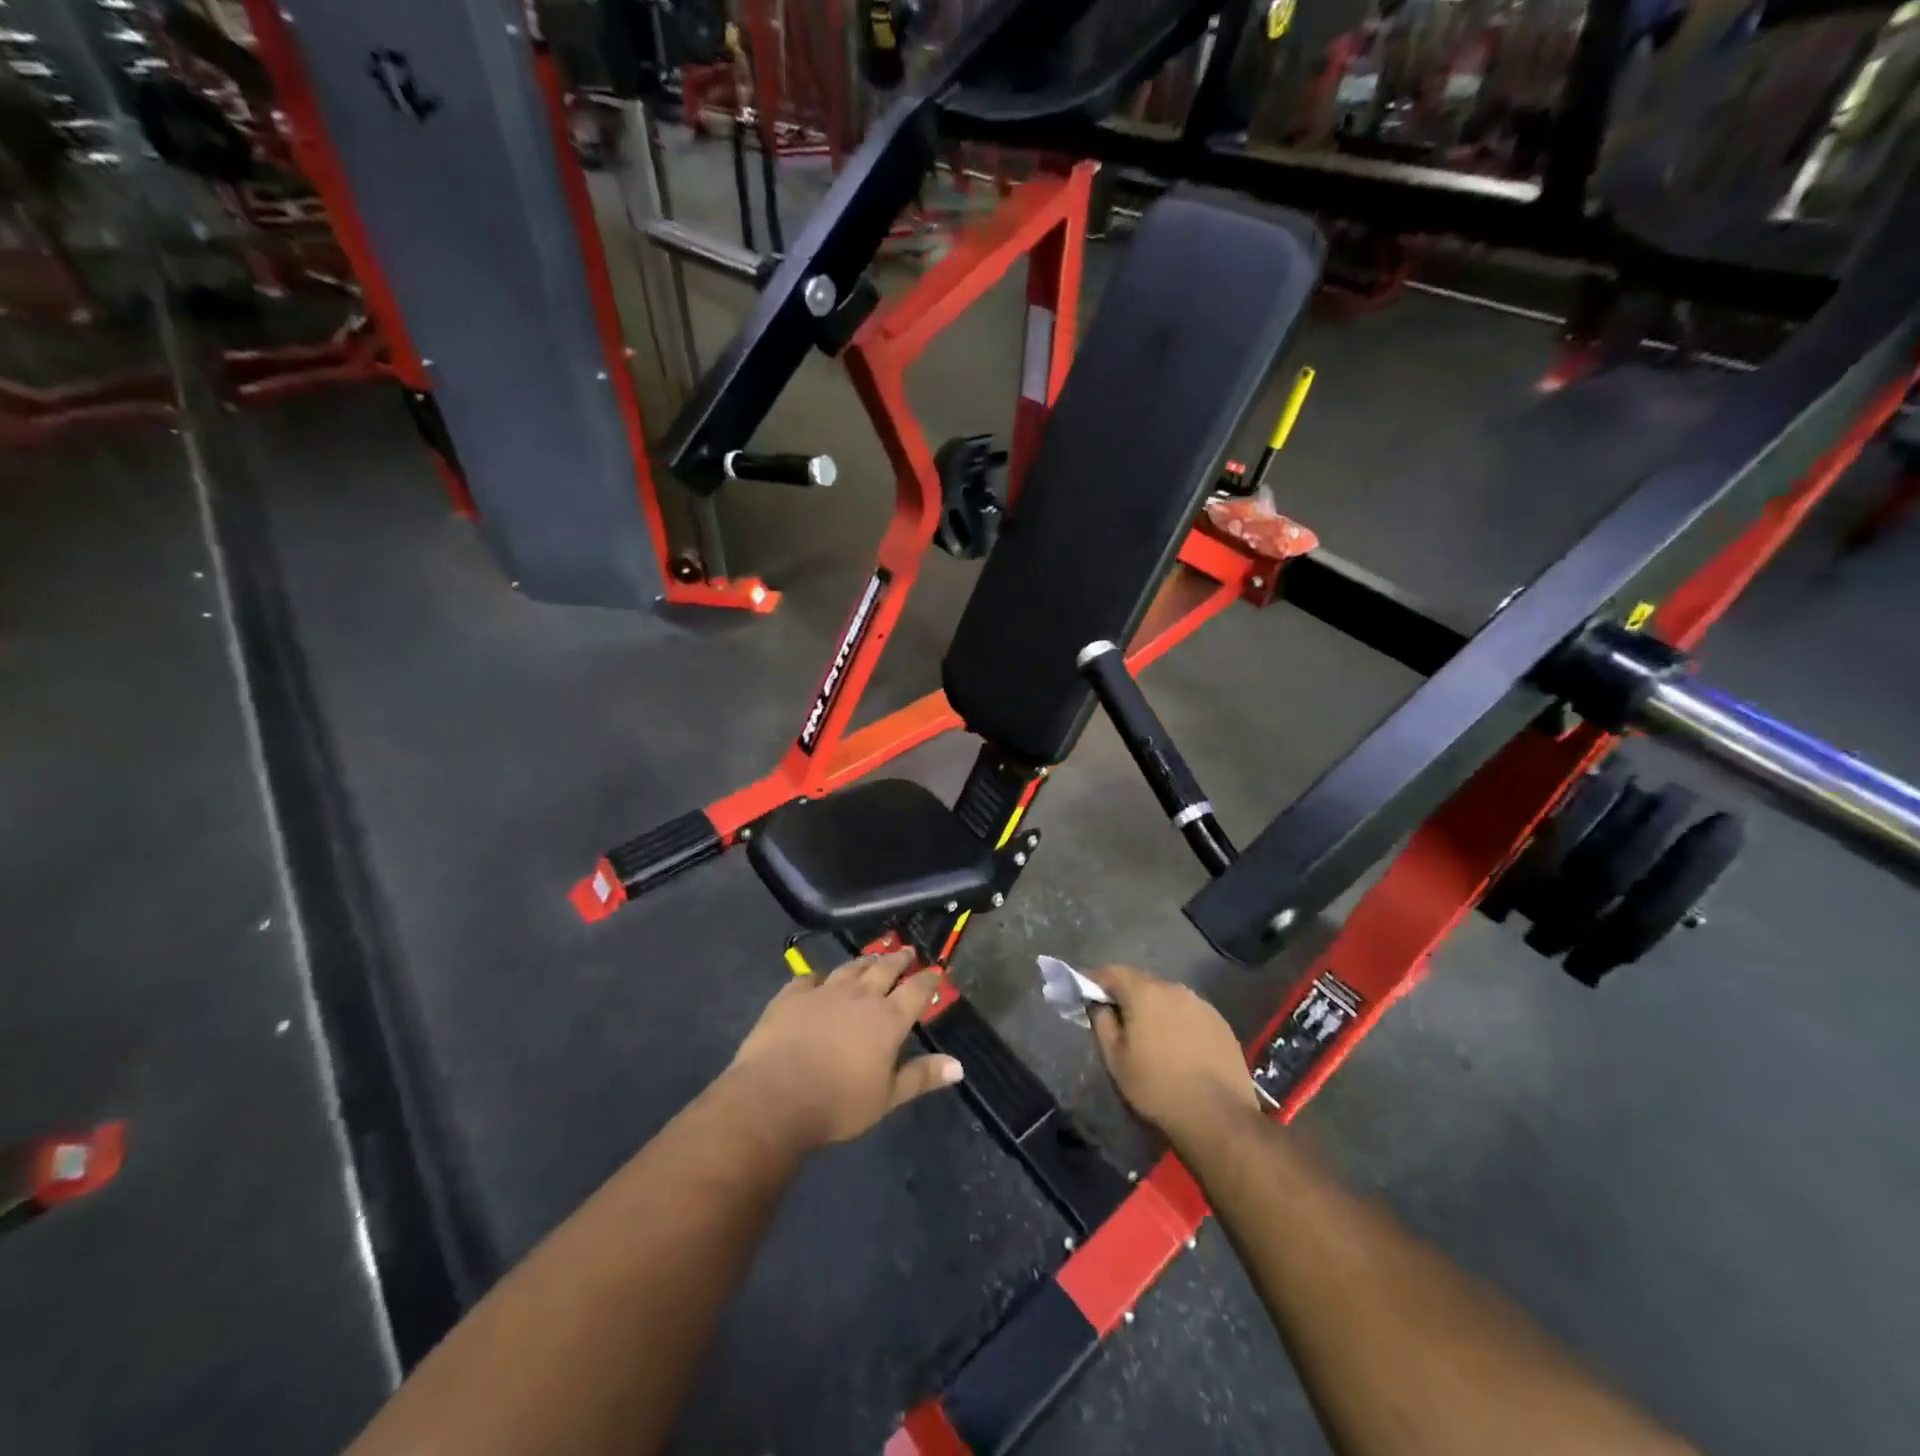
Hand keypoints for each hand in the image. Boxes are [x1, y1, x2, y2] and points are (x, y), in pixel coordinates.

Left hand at [728, 949, 963, 1150]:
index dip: (928, 979)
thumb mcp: (887, 1098)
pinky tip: (818, 979)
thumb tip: (958, 1065)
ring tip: (872, 957)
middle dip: (898, 960)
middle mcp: (860, 996)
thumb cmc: (837, 1104)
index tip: (935, 970)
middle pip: (884, 969)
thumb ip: (921, 1077)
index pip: (916, 991)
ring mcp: (824, 991)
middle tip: (906, 952)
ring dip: (864, 961)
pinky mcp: (792, 995)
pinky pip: (809, 977)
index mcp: (887, 1020)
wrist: (774, 1097)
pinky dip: (819, 977)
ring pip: (850, 967)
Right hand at [1087, 965, 1259, 1145]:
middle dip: (1126, 994)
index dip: (1095, 979)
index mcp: (1145, 993)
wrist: (1218, 1118)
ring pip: (1168, 997)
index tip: (1084, 991)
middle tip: (1115, 1015)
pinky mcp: (1221, 1023)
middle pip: (1142, 982)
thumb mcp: (1115, 1060)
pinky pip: (1189, 1013)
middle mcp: (1175, 989)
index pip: (1113, 972)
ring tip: (1149, 1033)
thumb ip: (1102, 1023)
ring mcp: (1202, 1005)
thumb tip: (1099, 1004)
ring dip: (1154, 1008)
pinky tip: (1178, 1046)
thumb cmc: (1157, 1088)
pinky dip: (1177, 1021)